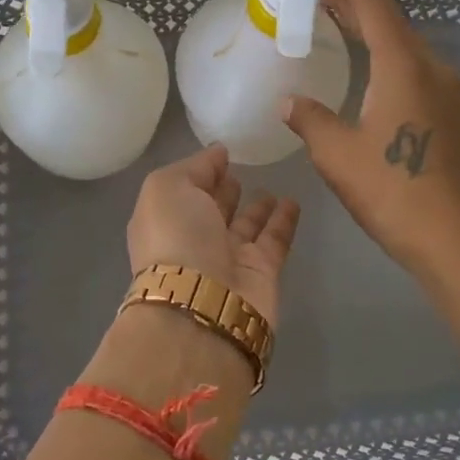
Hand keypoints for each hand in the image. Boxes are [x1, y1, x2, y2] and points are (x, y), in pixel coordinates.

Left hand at [126, 145, 299, 324]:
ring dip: (257, 208)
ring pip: (245, 227)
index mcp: (165, 220)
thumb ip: (194, 166)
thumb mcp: (167, 187)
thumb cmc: (176, 237)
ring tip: (271, 186)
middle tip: (243, 171)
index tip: (222, 154)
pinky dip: (284, 221)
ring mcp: (228, 259)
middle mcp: (194, 240)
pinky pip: (275, 239)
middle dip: (225, 192)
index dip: (201, 172)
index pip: (184, 190)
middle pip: (212, 210)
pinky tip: (293, 201)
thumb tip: (218, 153)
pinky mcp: (262, 272)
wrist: (203, 305)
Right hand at [280, 0, 459, 280]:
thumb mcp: (336, 154)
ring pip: (404, 42)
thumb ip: (310, 119)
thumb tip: (291, 102)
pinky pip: (413, 64)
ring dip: (372, 25)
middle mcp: (430, 67)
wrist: (451, 237)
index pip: (374, 7)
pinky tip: (369, 62)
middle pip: (391, 19)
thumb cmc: (390, 191)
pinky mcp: (449, 111)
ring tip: (339, 15)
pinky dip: (386, 50)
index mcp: (403, 67)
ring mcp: (445, 90)